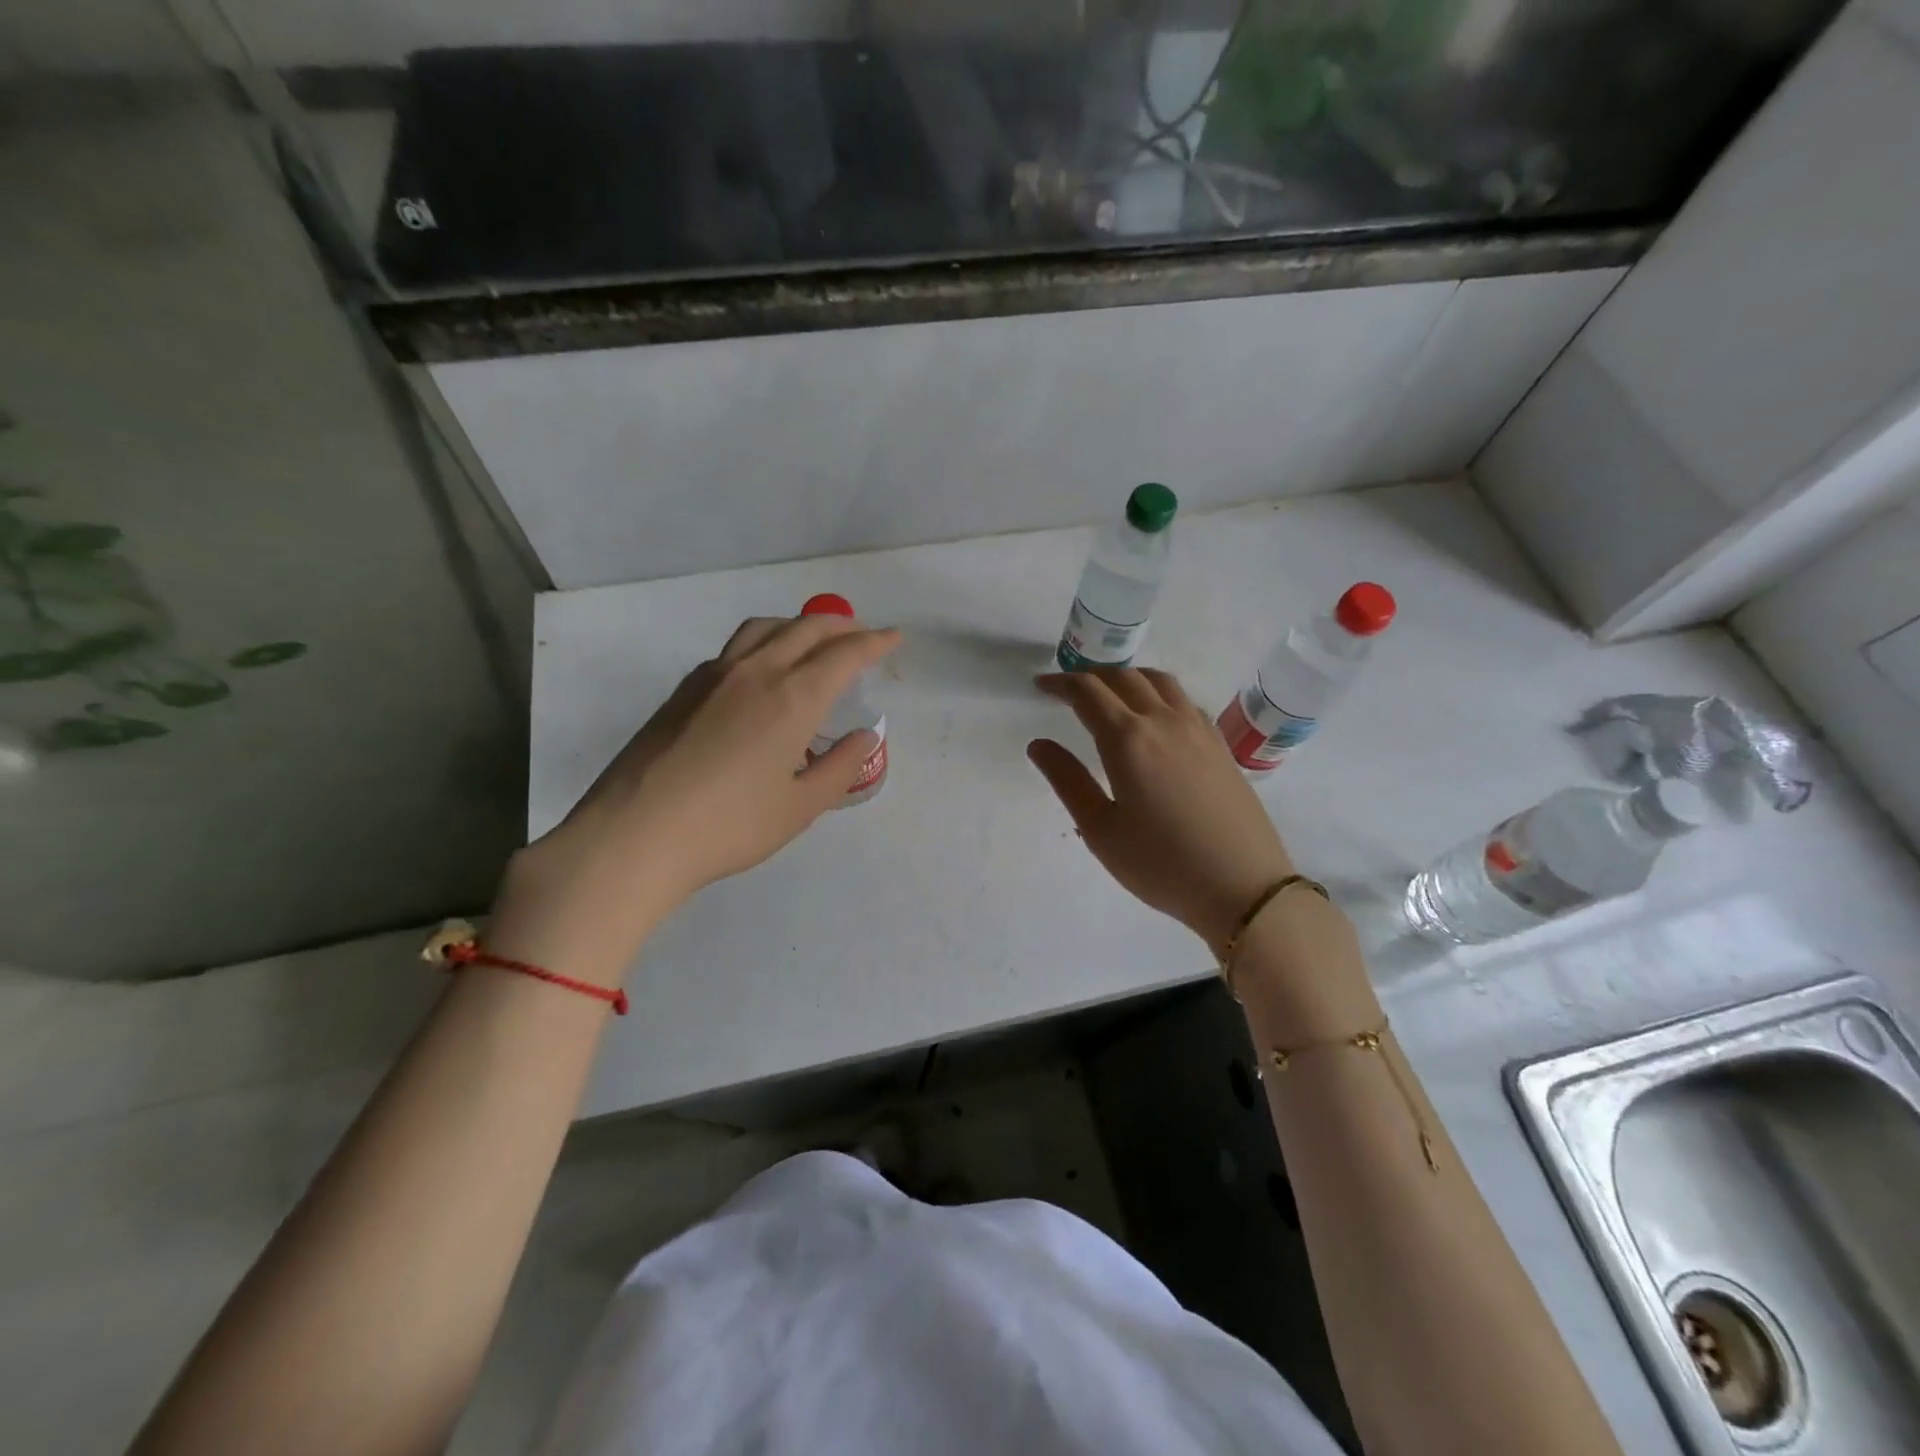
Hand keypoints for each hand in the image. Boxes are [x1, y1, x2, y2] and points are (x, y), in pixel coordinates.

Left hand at [489, 615, 899, 983]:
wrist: (635, 834)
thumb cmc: (729, 826)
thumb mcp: (800, 806)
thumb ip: (839, 767)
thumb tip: (863, 737)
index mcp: (792, 698)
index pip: (844, 654)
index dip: (874, 642)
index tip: (894, 638)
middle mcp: (756, 672)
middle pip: (807, 628)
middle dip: (843, 626)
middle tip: (863, 636)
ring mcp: (714, 675)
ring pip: (766, 628)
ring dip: (799, 626)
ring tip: (814, 643)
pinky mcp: (684, 689)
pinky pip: (736, 648)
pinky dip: (765, 643)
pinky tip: (763, 673)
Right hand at [1028, 668, 1295, 954]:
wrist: (1242, 886)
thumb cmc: (1160, 863)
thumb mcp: (1101, 829)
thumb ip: (1067, 780)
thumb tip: (1039, 744)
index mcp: (1128, 739)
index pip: (1088, 693)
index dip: (1060, 683)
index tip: (1041, 685)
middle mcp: (1164, 721)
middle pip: (1124, 678)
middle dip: (1091, 676)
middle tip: (1070, 689)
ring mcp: (1198, 729)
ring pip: (1159, 681)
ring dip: (1128, 677)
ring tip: (1111, 692)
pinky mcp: (1220, 744)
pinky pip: (1184, 700)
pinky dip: (1159, 693)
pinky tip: (1156, 716)